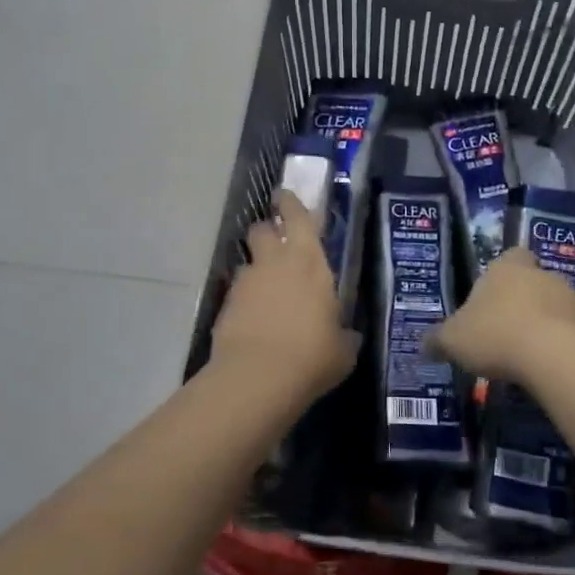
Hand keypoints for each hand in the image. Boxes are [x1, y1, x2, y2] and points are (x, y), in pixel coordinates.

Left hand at [210, 191, 360, 407]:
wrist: (258, 377)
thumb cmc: (312, 355)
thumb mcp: (343, 349)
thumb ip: (344, 334)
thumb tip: (348, 335)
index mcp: (309, 261)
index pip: (297, 216)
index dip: (289, 203)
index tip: (284, 197)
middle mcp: (275, 262)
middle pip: (262, 229)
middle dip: (267, 232)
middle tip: (276, 246)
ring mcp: (246, 282)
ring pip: (247, 262)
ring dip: (256, 271)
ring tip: (266, 296)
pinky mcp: (226, 305)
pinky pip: (236, 293)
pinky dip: (244, 301)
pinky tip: (254, 323)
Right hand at [429, 248, 574, 382]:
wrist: (554, 356)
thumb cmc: (495, 334)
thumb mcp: (453, 340)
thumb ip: (438, 340)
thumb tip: (423, 345)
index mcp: (506, 267)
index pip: (510, 256)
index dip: (502, 273)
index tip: (493, 295)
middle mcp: (540, 274)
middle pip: (531, 281)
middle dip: (521, 301)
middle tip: (504, 329)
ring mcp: (569, 299)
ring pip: (553, 306)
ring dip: (542, 323)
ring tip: (524, 353)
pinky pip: (570, 332)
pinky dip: (558, 345)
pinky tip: (545, 367)